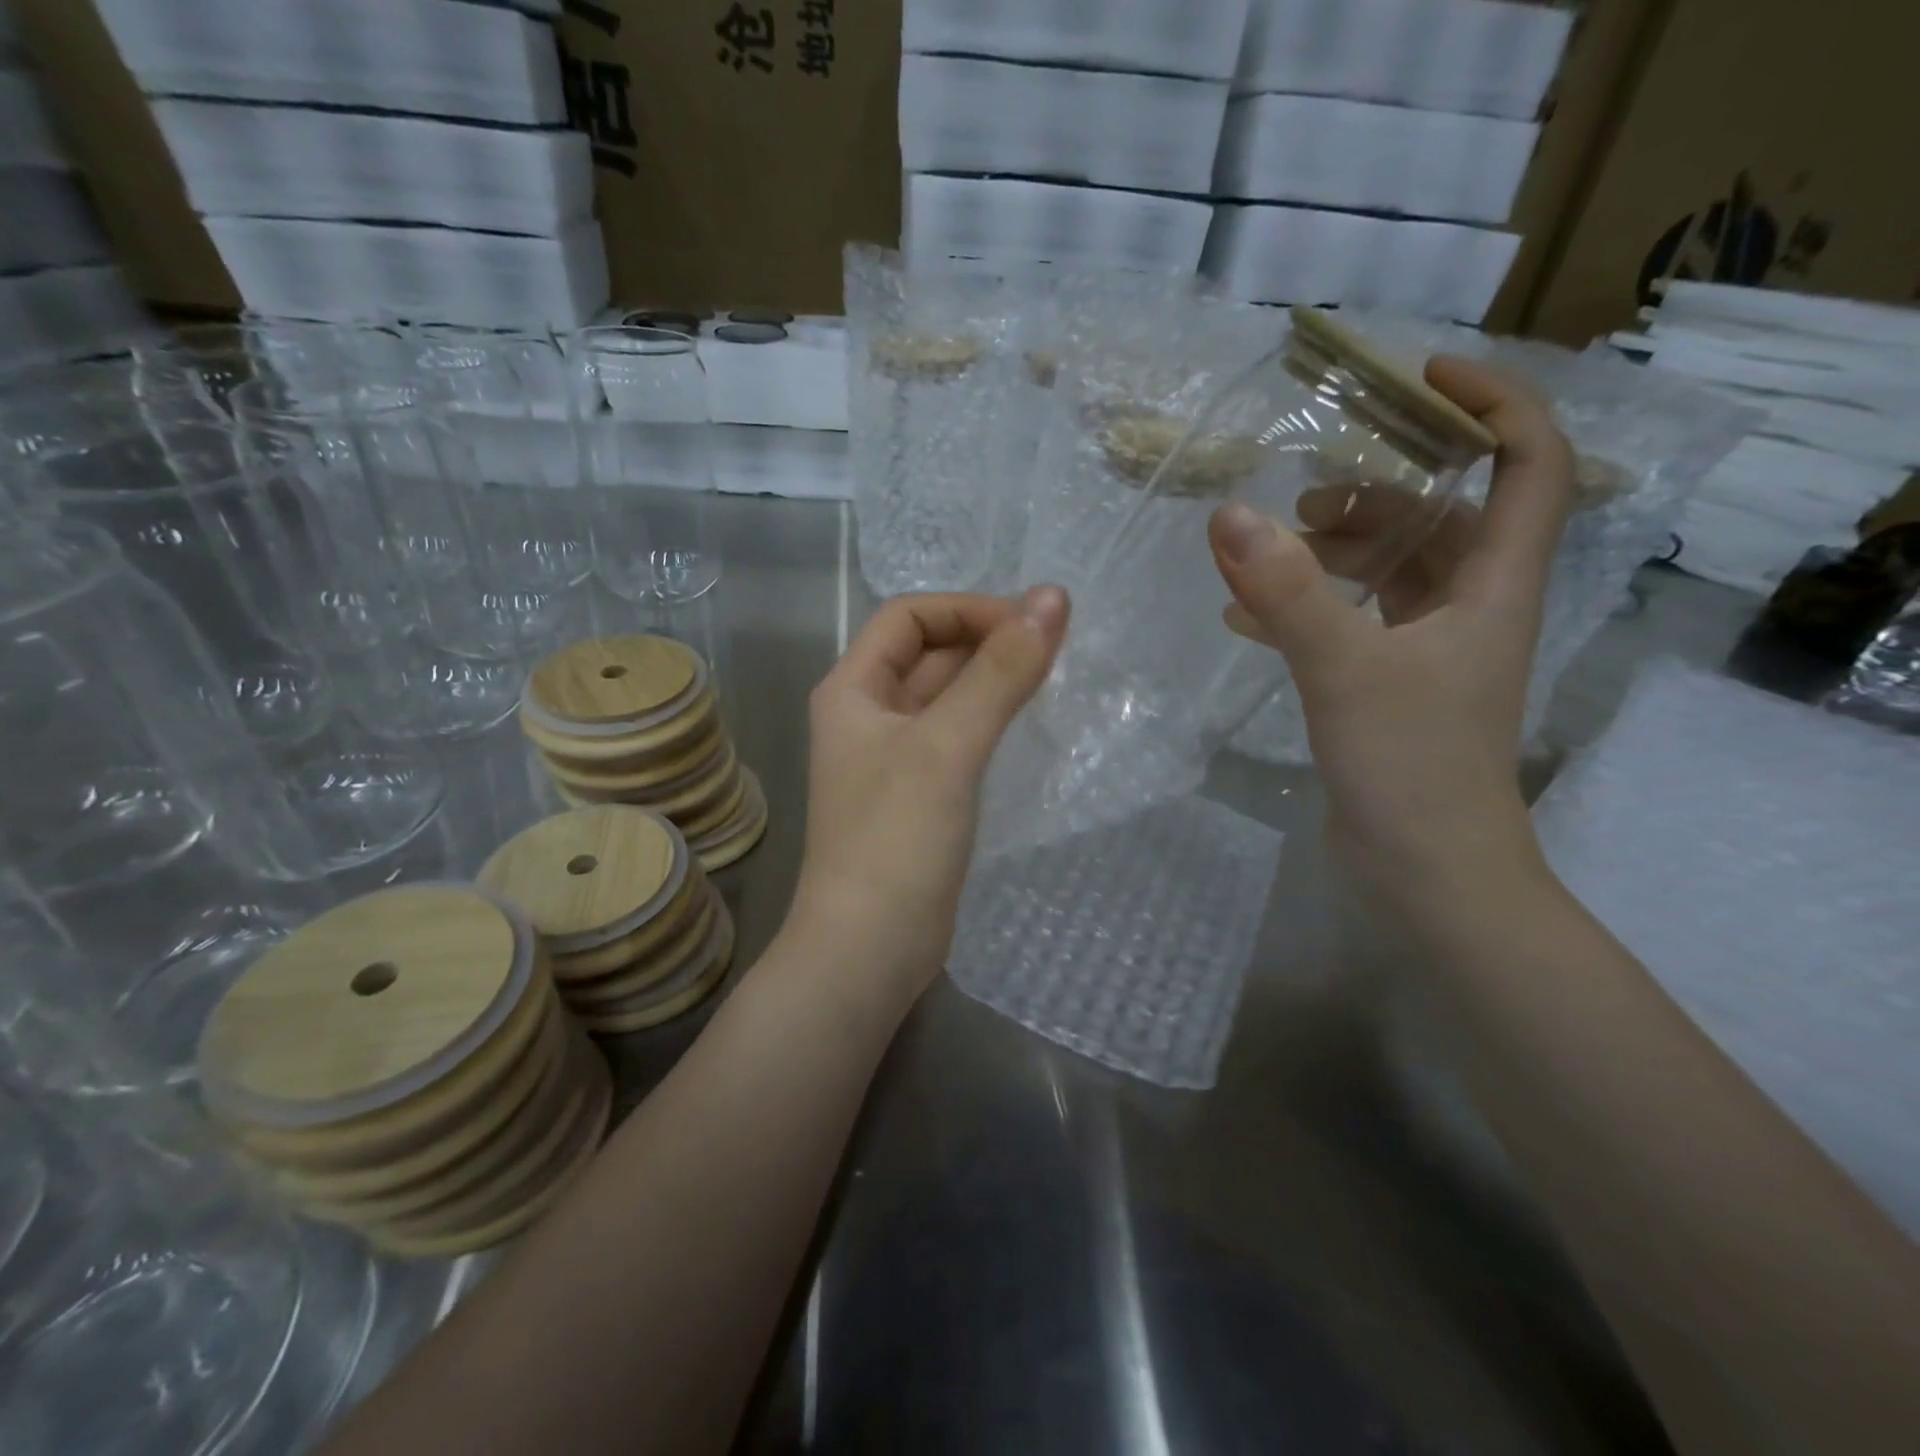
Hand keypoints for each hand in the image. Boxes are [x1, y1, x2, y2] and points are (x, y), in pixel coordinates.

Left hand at [788, 588, 1070, 992]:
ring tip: (1055, 682)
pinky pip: (958, 739)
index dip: (969, 610)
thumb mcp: (948, 746)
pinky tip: (1032, 730)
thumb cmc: (896, 839)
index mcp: (852, 689)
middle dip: (988, 644)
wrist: (869, 950)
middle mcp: (867, 715)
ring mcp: (893, 758)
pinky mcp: (919, 796)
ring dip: (994, 683)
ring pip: (948, 698)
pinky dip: (991, 724)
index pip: (909, 616)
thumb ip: (1000, 672)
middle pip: (930, 654)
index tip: (1031, 627)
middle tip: (1057, 652)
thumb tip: (1052, 597)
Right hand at [1208, 356, 1575, 902]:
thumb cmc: (1411, 766)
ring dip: (1330, 553)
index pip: (1529, 464)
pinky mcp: (1388, 685)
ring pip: (1388, 572)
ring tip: (1264, 554)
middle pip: (1440, 517)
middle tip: (1302, 498)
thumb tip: (1228, 516)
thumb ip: (1287, 592)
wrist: (1425, 873)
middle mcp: (1471, 608)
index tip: (1421, 377)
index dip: (1492, 405)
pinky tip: (1245, 617)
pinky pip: (1350, 621)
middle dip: (1374, 494)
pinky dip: (1305, 607)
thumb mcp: (1345, 669)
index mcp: (1494, 586)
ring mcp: (1428, 650)